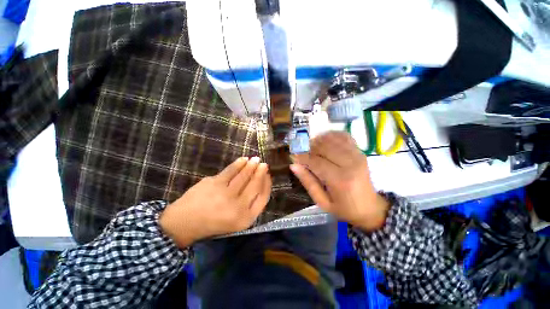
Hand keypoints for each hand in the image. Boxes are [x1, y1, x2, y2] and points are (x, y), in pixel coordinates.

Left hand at [159, 157, 271, 247]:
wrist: (185, 223)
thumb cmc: (215, 222)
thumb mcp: (238, 220)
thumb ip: (251, 204)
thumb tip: (261, 182)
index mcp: (246, 219)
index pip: (263, 197)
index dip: (267, 184)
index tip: (268, 175)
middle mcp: (238, 207)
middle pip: (255, 184)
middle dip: (261, 172)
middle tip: (264, 164)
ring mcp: (225, 194)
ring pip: (244, 175)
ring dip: (252, 165)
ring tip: (256, 159)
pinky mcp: (214, 183)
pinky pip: (231, 170)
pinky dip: (239, 163)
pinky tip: (243, 159)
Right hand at [290, 131, 388, 231]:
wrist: (370, 208)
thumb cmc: (344, 208)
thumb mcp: (322, 202)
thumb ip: (308, 182)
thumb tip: (294, 165)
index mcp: (340, 180)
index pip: (316, 161)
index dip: (302, 157)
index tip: (293, 156)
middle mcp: (350, 164)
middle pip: (324, 147)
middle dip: (309, 147)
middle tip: (302, 153)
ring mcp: (357, 155)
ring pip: (332, 139)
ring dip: (319, 140)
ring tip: (312, 148)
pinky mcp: (360, 152)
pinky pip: (344, 136)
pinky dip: (332, 135)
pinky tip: (325, 141)